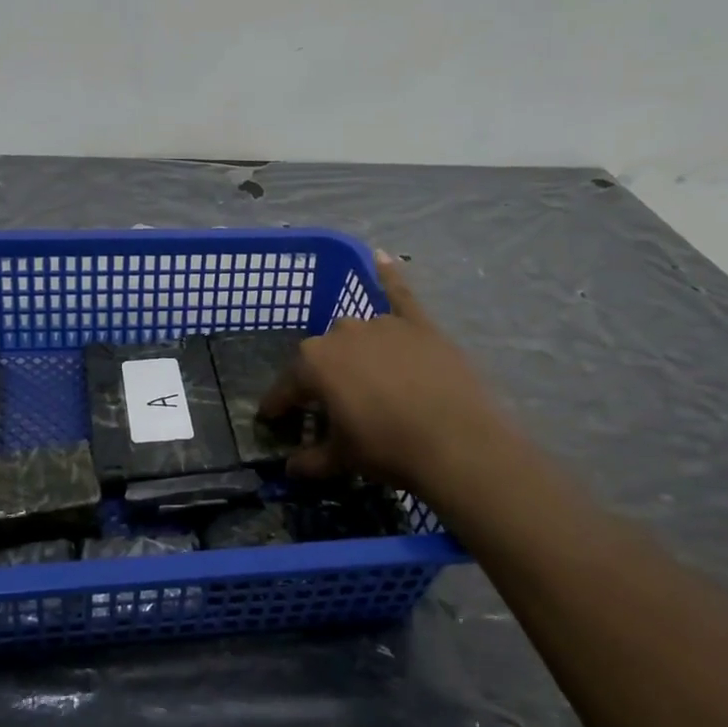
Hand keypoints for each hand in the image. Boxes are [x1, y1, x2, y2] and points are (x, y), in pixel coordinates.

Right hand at [260, 255, 508, 497]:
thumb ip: (310, 460)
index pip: (286, 387)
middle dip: (320, 379)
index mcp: (313, 362)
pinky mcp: (417, 324)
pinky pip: (398, 294)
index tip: (272, 420)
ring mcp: (381, 324)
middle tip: (328, 407)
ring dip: (353, 352)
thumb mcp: (341, 459)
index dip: (278, 406)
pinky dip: (389, 275)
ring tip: (363, 378)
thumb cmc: (387, 448)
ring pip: (357, 333)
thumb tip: (290, 469)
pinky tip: (380, 257)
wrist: (455, 443)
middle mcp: (341, 333)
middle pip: (322, 356)